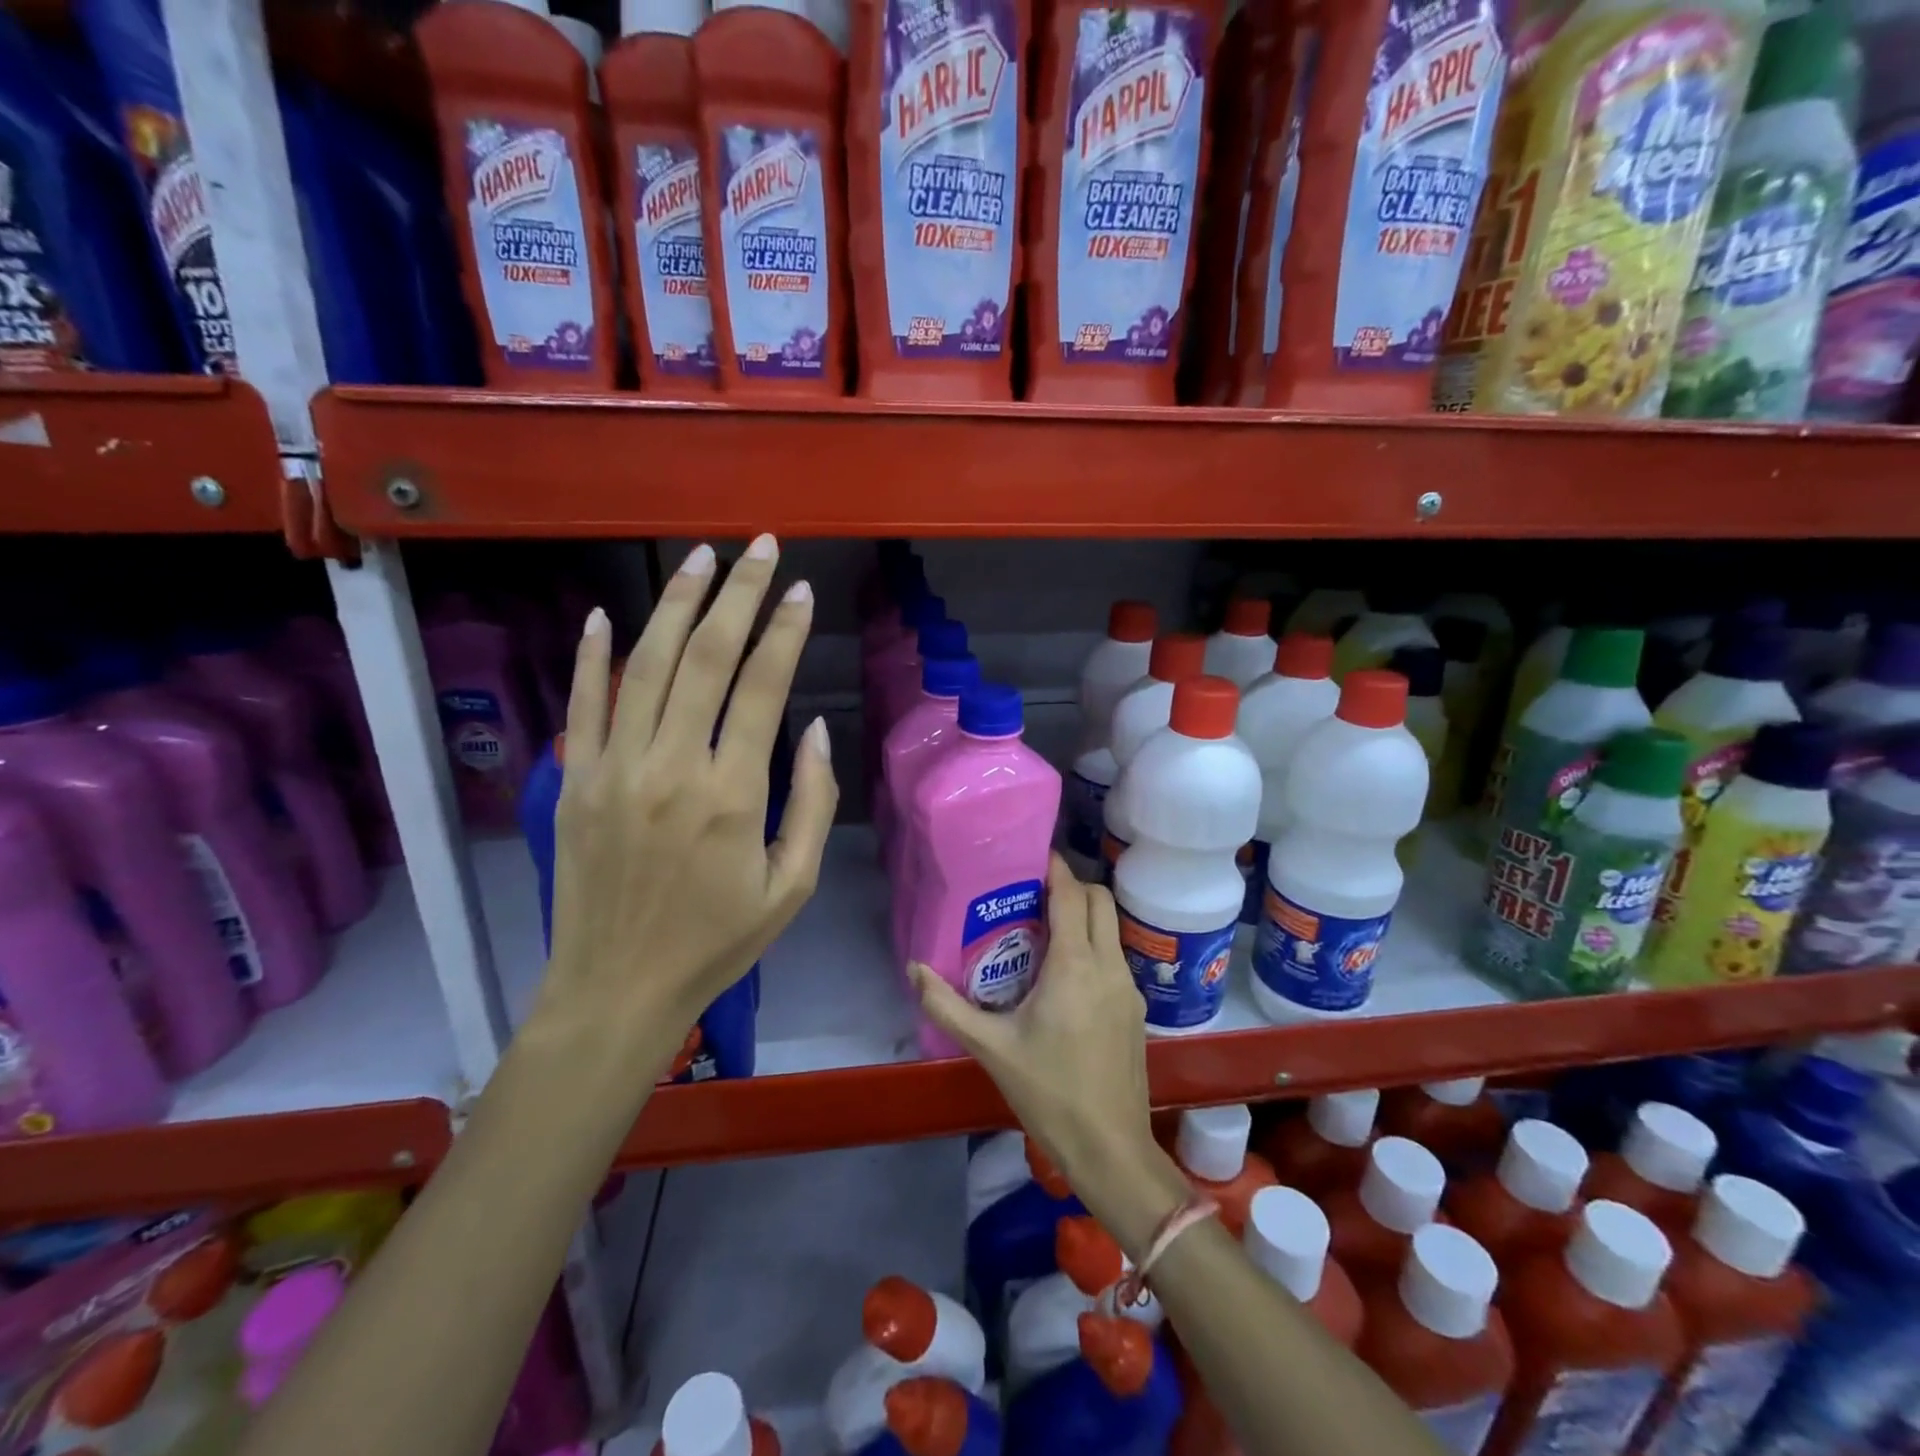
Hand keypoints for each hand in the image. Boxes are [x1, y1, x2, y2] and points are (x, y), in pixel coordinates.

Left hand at [539, 535, 837, 1078]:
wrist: (618, 989)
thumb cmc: (718, 942)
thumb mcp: (793, 885)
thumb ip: (811, 801)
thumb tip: (813, 727)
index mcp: (732, 795)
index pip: (762, 688)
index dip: (785, 632)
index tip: (800, 591)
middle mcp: (672, 767)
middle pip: (706, 658)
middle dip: (738, 594)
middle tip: (759, 548)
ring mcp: (615, 770)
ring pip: (646, 666)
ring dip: (677, 605)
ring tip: (702, 559)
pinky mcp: (576, 782)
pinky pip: (583, 705)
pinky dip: (593, 655)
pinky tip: (610, 613)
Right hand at [909, 858, 1159, 1197]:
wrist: (1110, 1148)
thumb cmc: (1049, 1093)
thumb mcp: (990, 1048)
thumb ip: (947, 1005)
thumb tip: (913, 969)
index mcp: (1075, 966)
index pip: (1071, 895)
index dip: (1054, 868)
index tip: (1030, 856)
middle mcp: (1109, 965)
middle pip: (1100, 900)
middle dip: (1071, 885)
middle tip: (1033, 893)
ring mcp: (1129, 987)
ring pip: (1112, 927)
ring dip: (1084, 915)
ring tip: (1043, 928)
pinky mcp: (1136, 1009)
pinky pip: (1115, 956)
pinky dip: (1093, 945)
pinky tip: (1064, 974)